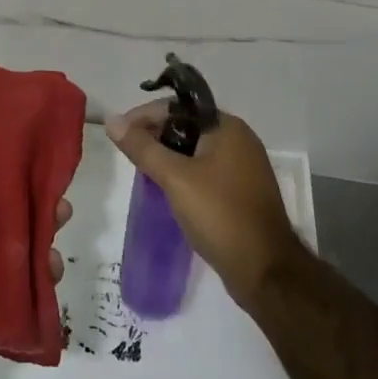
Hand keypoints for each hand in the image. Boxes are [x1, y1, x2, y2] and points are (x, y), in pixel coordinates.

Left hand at [0, 106, 69, 378]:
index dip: (0, 156)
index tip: (24, 134)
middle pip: (10, 205)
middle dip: (34, 191)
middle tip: (54, 178)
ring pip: (28, 238)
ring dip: (48, 225)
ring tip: (63, 215)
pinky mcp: (6, 297)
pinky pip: (34, 278)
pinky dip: (48, 269)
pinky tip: (54, 263)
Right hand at [106, 102, 302, 310]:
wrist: (265, 271)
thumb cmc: (220, 214)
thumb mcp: (175, 178)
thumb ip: (142, 147)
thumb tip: (112, 121)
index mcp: (227, 127)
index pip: (177, 107)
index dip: (145, 116)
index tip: (120, 133)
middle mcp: (239, 140)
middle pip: (187, 126)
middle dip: (156, 136)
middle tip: (130, 154)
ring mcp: (244, 168)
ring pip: (195, 151)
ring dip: (168, 157)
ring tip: (143, 171)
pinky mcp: (242, 193)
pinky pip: (206, 171)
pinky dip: (184, 175)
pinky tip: (167, 190)